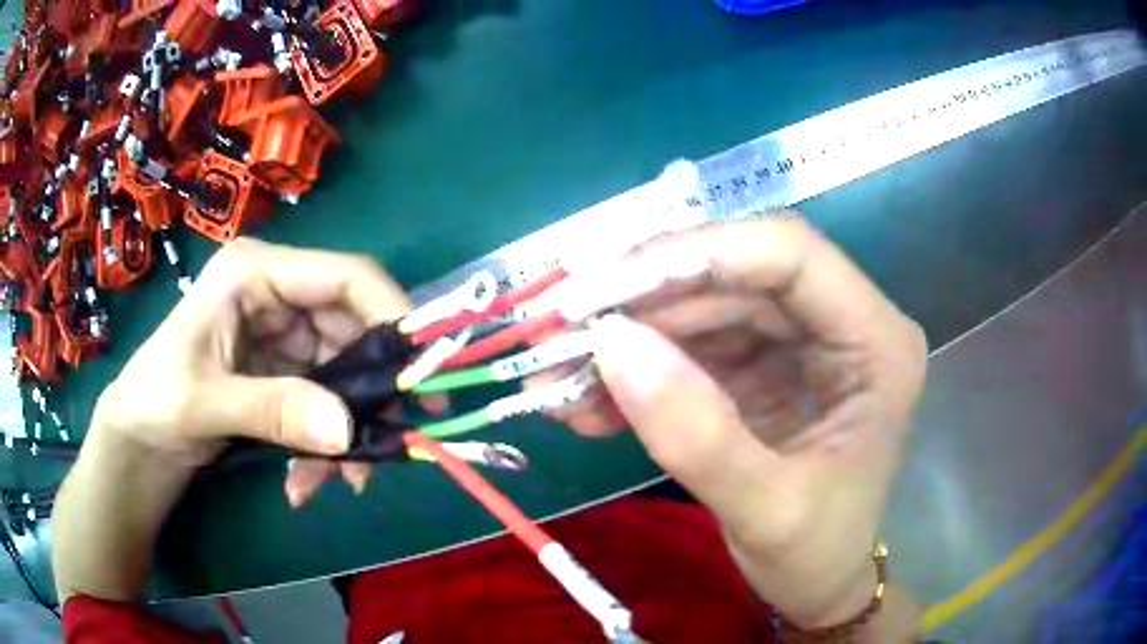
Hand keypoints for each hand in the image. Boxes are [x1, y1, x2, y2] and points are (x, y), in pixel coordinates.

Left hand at [91, 238, 411, 498]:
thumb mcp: (205, 403)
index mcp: (255, 273)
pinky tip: (307, 481)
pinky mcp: (283, 374)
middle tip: (388, 446)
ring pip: (344, 376)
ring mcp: (282, 337)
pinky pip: (325, 404)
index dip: (391, 316)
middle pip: (353, 331)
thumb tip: (348, 430)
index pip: (345, 276)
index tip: (422, 375)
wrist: (138, 442)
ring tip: (339, 482)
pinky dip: (326, 445)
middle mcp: (277, 296)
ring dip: (346, 431)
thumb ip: (273, 410)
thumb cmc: (154, 400)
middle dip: (369, 394)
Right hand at [555, 216, 926, 629]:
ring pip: (703, 309)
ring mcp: (798, 342)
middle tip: (560, 336)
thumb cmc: (816, 553)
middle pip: (736, 277)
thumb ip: (698, 434)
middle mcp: (842, 323)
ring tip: (559, 382)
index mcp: (876, 344)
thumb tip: (612, 343)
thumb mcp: (766, 511)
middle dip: (644, 303)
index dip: (699, 253)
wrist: (817, 583)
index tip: (609, 286)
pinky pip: (692, 346)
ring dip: (629, 340)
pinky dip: (637, 371)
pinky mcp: (761, 365)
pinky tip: (588, 404)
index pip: (791, 255)